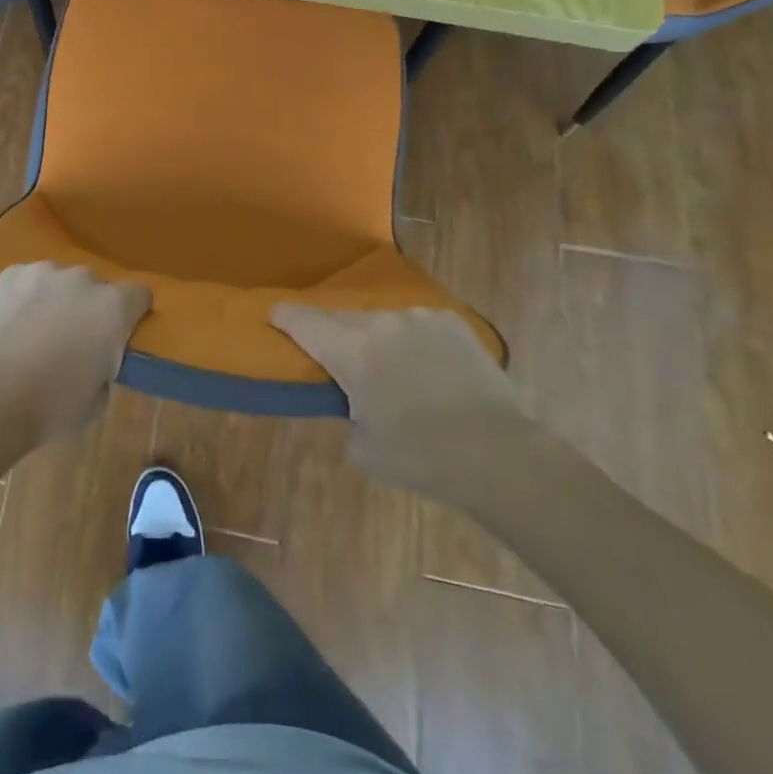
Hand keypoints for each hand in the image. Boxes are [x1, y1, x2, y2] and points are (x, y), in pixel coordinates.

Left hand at [0, 263, 151, 445]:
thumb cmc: (51, 406)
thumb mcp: (97, 398)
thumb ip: (106, 364)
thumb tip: (95, 357)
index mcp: (113, 308)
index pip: (140, 295)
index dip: (133, 313)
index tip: (121, 334)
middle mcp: (83, 279)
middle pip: (97, 287)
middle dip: (90, 308)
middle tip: (73, 339)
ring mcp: (44, 271)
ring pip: (60, 282)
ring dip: (57, 300)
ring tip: (36, 331)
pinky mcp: (10, 274)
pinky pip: (28, 281)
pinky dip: (26, 297)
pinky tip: (11, 323)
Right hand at [272, 303, 527, 497]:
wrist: (498, 454)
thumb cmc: (421, 457)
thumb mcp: (363, 449)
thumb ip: (343, 415)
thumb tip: (346, 403)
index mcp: (350, 351)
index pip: (301, 319)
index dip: (283, 316)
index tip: (274, 316)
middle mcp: (379, 322)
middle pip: (340, 319)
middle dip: (332, 336)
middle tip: (338, 360)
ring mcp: (417, 317)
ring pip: (380, 321)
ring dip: (376, 339)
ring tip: (392, 370)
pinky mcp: (450, 320)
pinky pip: (416, 324)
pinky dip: (412, 340)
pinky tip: (427, 367)